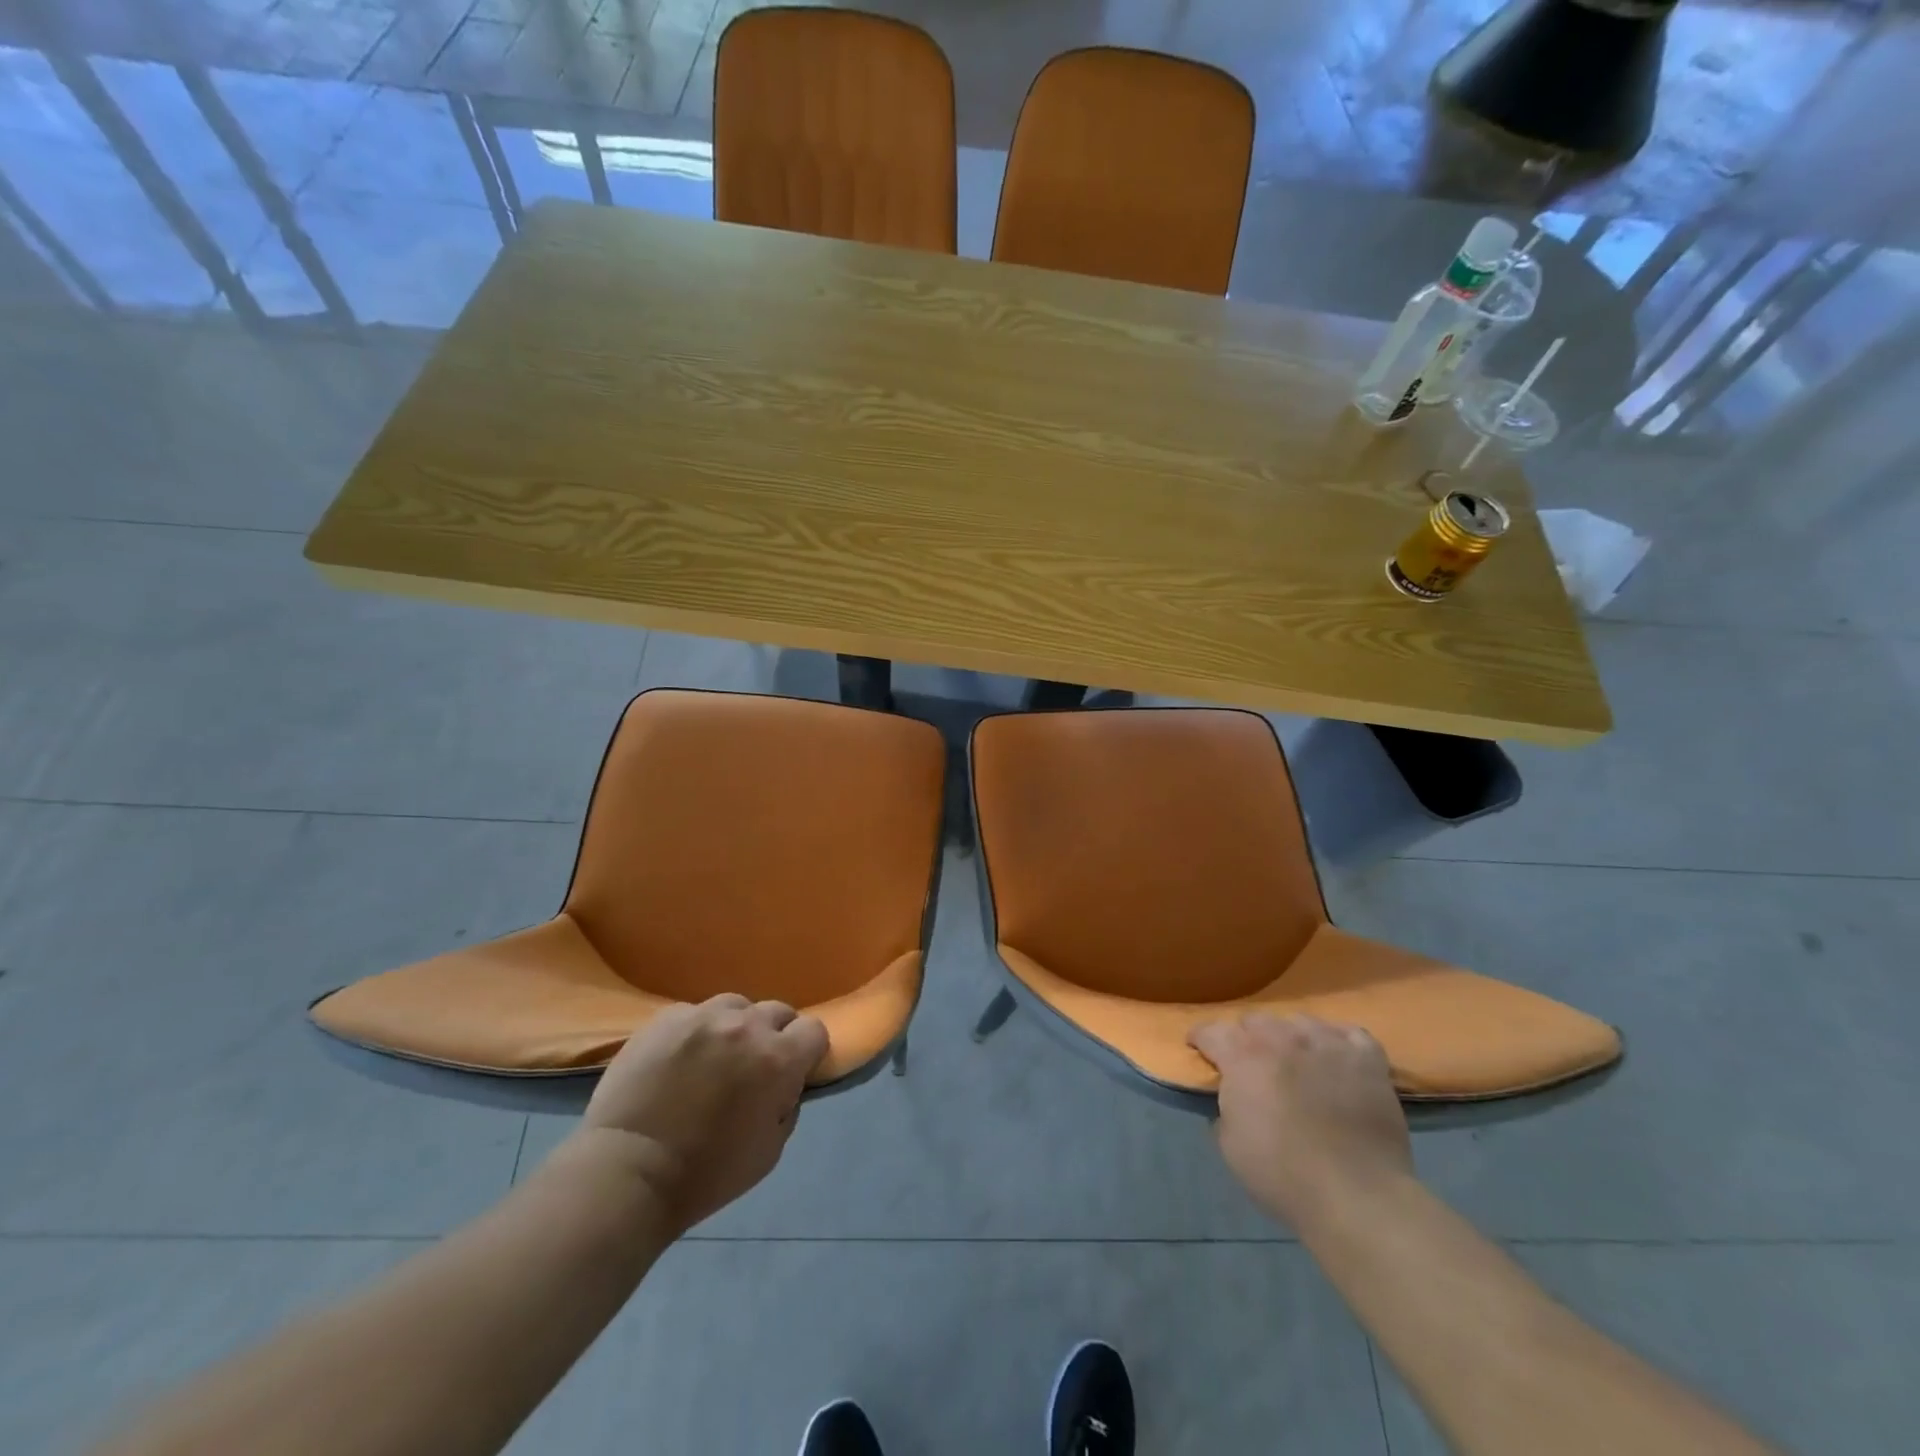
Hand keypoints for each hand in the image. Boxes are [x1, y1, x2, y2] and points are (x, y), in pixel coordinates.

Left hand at [566, 994, 828, 1236]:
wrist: (628, 1172)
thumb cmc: (706, 1174)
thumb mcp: (770, 1150)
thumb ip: (788, 1105)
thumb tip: (786, 1083)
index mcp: (779, 1059)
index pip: (814, 1030)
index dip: (809, 1051)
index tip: (795, 1071)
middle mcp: (746, 1026)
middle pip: (778, 1011)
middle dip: (775, 1035)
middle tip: (754, 1066)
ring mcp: (703, 1016)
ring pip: (736, 1006)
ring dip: (737, 1026)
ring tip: (716, 1056)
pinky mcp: (667, 1017)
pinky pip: (695, 1013)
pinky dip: (697, 1031)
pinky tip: (680, 1059)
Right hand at [1189, 1013, 1412, 1230]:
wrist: (1357, 1197)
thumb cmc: (1283, 1174)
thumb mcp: (1229, 1145)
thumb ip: (1224, 1108)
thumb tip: (1230, 1096)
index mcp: (1243, 1056)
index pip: (1211, 1031)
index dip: (1201, 1041)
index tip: (1201, 1052)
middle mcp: (1282, 1038)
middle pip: (1255, 1020)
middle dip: (1247, 1039)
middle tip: (1252, 1066)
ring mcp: (1327, 1043)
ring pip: (1299, 1021)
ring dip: (1290, 1038)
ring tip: (1296, 1062)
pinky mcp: (1367, 1058)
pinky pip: (1349, 1033)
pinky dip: (1338, 1042)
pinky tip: (1337, 1060)